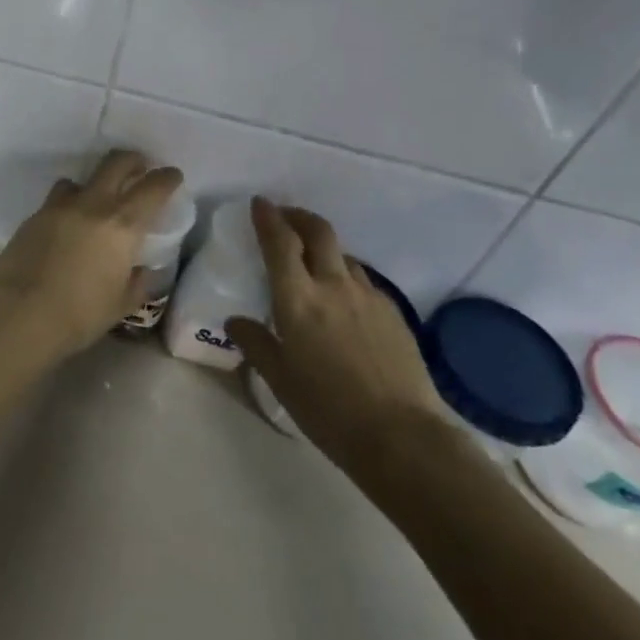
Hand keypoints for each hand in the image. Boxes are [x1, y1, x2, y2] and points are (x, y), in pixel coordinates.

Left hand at [0, 150, 183, 359]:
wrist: (19, 314)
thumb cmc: (79, 315)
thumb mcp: (121, 305)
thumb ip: (137, 282)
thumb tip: (141, 270)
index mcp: (122, 225)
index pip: (152, 188)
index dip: (166, 178)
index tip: (172, 175)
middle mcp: (92, 205)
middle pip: (115, 163)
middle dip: (132, 160)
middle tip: (139, 168)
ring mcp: (59, 207)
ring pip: (80, 179)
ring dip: (93, 184)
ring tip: (95, 203)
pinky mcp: (34, 216)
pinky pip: (56, 200)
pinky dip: (68, 205)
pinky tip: (66, 227)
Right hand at [226, 198, 455, 473]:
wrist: (403, 437)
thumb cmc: (328, 409)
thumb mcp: (280, 379)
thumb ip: (256, 343)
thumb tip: (236, 321)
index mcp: (298, 298)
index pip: (280, 242)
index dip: (268, 217)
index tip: (259, 203)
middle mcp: (333, 286)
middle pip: (318, 231)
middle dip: (299, 216)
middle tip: (285, 217)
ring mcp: (368, 297)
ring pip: (343, 255)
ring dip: (324, 249)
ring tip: (314, 263)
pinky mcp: (393, 313)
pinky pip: (363, 282)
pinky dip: (346, 277)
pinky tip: (344, 302)